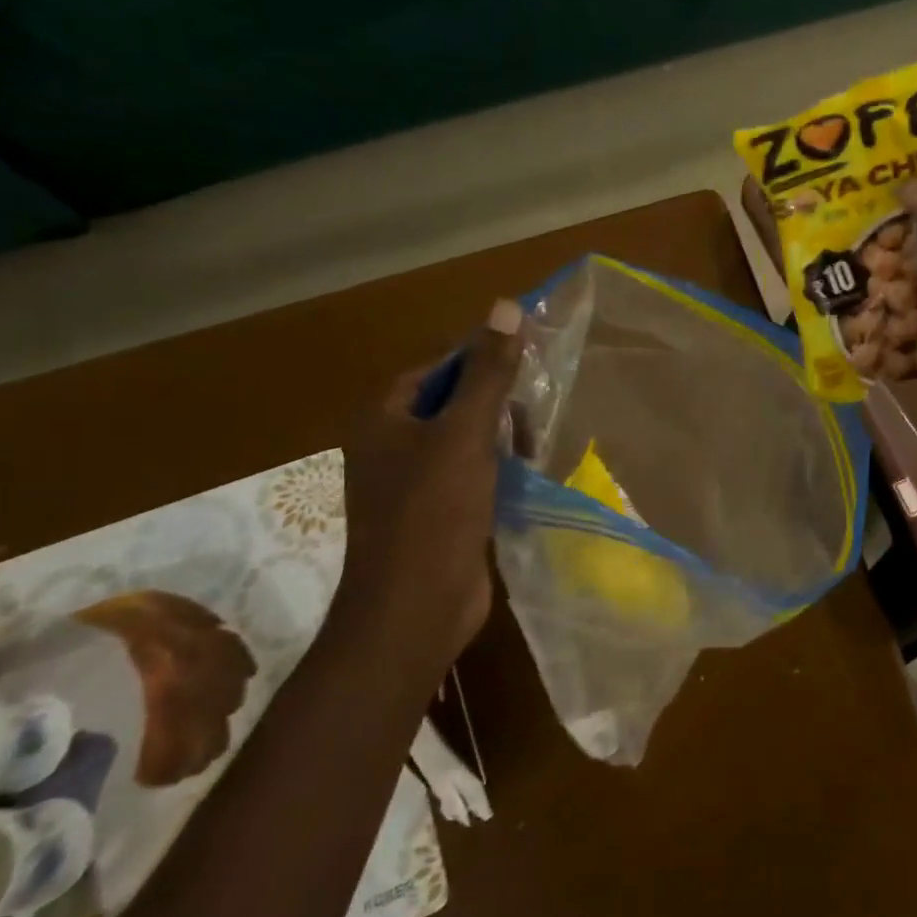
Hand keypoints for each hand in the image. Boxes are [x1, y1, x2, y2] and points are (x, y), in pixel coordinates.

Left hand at [338, 299, 523, 659]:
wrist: (415, 610)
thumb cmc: (433, 513)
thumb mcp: (465, 434)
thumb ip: (488, 373)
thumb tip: (505, 305)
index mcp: (383, 418)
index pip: (437, 368)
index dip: (480, 362)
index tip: (526, 368)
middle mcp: (391, 446)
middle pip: (452, 402)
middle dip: (496, 406)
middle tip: (531, 421)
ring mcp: (412, 484)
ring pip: (465, 441)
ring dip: (501, 439)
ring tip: (534, 450)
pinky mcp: (436, 515)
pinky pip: (470, 475)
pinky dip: (498, 471)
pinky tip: (525, 477)